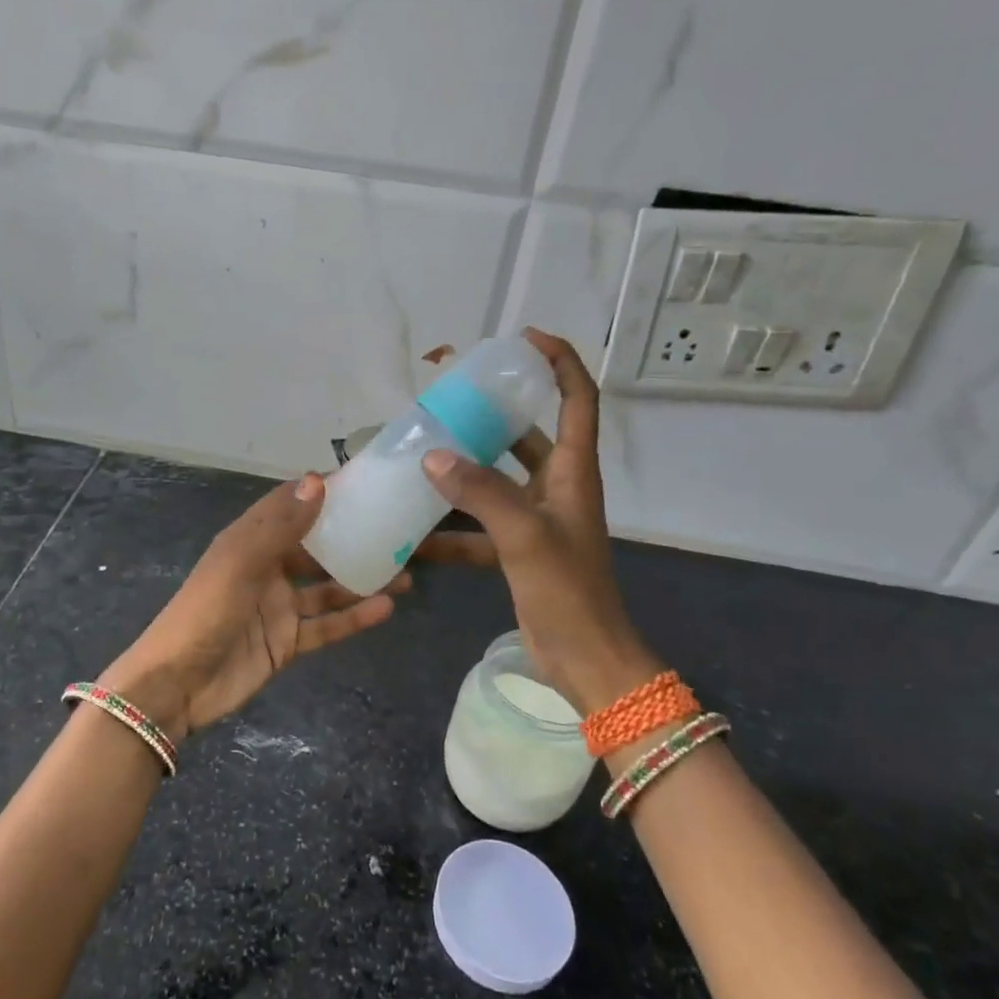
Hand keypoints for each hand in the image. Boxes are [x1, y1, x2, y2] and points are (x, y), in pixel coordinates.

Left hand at [98, 473, 407, 740]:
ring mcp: (279, 607)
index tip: (367, 483)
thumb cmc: (205, 613)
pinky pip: (326, 626)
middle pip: (317, 548)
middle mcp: (268, 568)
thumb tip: (318, 479)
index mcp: (250, 540)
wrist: (176, 686)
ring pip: (328, 588)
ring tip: (407, 573)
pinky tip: (386, 608)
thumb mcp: (240, 562)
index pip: (291, 506)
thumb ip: (281, 526)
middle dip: (354, 539)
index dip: (323, 492)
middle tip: (399, 533)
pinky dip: (354, 618)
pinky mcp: (287, 642)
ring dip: (362, 580)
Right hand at [418, 328, 661, 717]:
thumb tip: (433, 456)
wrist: (585, 660)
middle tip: (449, 398)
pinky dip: (451, 527)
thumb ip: (480, 493)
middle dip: (493, 412)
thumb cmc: (567, 592)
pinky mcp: (517, 550)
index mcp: (572, 472)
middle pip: (528, 434)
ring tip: (420, 452)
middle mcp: (556, 487)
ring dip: (463, 469)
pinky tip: (414, 531)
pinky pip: (479, 525)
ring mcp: (535, 519)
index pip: (577, 399)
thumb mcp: (524, 536)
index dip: (560, 362)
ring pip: (497, 479)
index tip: (524, 339)